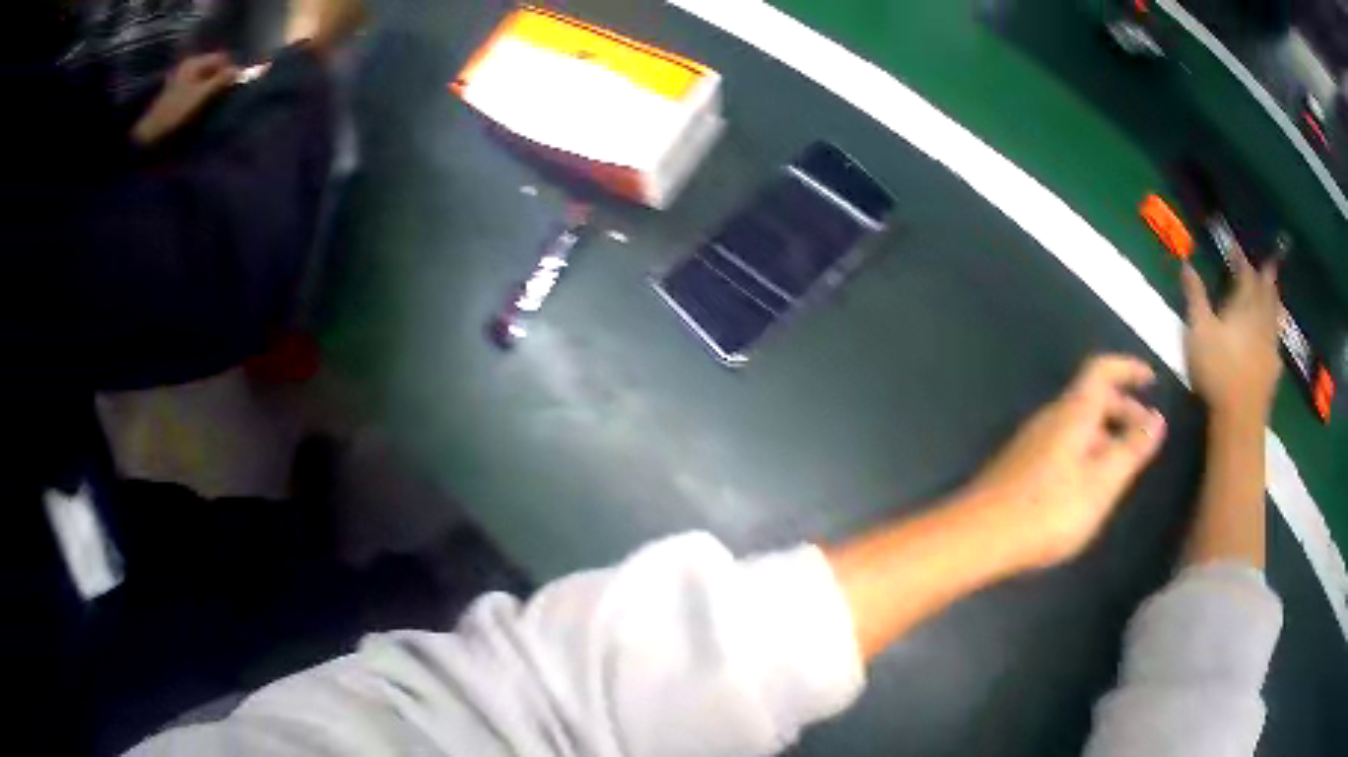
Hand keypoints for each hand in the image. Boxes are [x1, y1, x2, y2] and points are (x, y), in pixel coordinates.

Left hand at [131, 53, 239, 145]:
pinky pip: (195, 86)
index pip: (221, 58)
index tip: (232, 86)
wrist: (149, 133)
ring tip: (209, 103)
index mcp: (194, 62)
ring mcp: (181, 78)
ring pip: (204, 77)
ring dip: (210, 87)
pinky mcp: (176, 92)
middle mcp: (188, 65)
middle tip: (221, 96)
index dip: (229, 70)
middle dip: (219, 79)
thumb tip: (240, 71)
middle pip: (212, 67)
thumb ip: (221, 81)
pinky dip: (200, 93)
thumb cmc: (175, 112)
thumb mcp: (200, 95)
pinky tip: (198, 105)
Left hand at [958, 355, 1166, 568]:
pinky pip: (1063, 445)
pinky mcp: (1021, 466)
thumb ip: (1131, 450)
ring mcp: (1032, 442)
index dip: (1128, 368)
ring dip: (1106, 434)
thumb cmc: (1048, 511)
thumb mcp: (1102, 483)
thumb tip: (1156, 418)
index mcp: (1072, 412)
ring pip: (1078, 425)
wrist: (978, 538)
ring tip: (1124, 465)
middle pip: (1091, 398)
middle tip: (1145, 435)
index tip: (1151, 379)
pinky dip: (1087, 452)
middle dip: (1123, 409)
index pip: (1101, 370)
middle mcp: (1050, 417)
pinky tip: (1090, 485)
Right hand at [1180, 255, 1281, 426]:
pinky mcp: (1272, 370)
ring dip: (1275, 301)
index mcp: (1245, 305)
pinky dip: (1276, 332)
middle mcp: (1261, 320)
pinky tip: (1275, 338)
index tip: (1234, 247)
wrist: (1239, 419)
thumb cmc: (1217, 370)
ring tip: (1275, 294)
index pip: (1245, 274)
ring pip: (1275, 315)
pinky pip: (1277, 341)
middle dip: (1266, 276)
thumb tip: (1187, 264)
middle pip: (1266, 292)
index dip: (1240, 258)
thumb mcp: (1198, 330)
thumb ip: (1195, 297)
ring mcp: (1270, 346)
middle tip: (1269, 263)